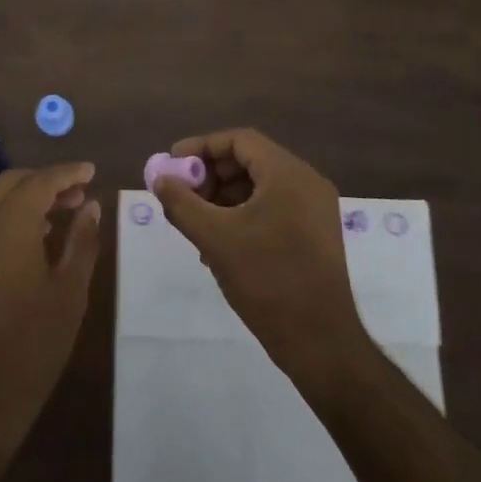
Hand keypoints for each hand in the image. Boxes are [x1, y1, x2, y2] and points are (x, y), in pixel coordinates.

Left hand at [0, 163, 100, 480]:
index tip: (91, 172)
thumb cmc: (31, 346)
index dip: (68, 173)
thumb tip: (90, 206)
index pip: (41, 180)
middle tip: (75, 198)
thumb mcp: (69, 293)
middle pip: (11, 182)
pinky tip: (9, 237)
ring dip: (15, 195)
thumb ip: (81, 242)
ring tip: (45, 217)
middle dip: (44, 183)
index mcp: (10, 222)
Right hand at [153, 129, 366, 378]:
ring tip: (195, 223)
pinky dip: (243, 215)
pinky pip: (273, 209)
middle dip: (211, 175)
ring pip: (260, 187)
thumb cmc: (267, 279)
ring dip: (223, 198)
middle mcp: (306, 183)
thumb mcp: (214, 238)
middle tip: (182, 194)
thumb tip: (160, 179)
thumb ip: (181, 203)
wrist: (320, 341)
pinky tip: (218, 244)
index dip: (202, 147)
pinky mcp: (314, 235)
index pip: (240, 140)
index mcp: (288, 174)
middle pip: (250, 161)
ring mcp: (314, 210)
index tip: (173, 164)